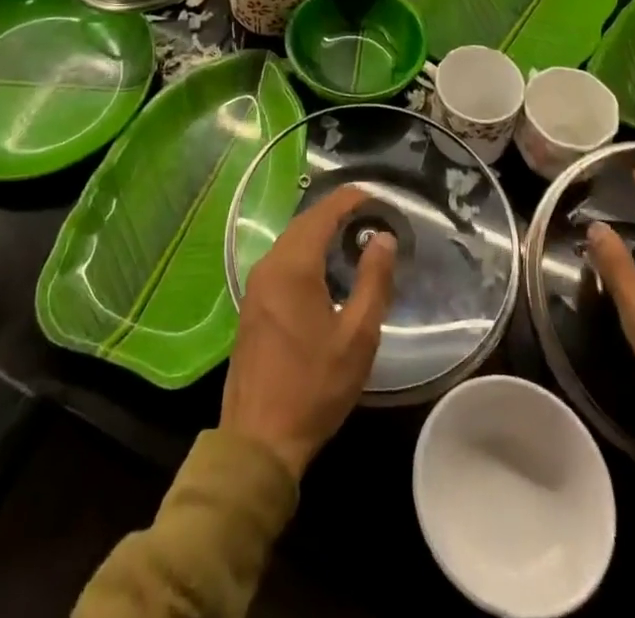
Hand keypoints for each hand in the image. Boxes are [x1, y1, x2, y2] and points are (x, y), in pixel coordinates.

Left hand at [221, 183, 396, 479]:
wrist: (258, 440)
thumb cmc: (314, 387)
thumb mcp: (357, 337)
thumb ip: (373, 282)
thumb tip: (383, 237)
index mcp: (293, 266)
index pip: (322, 214)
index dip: (348, 199)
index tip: (375, 195)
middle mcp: (269, 265)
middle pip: (303, 223)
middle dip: (335, 212)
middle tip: (369, 214)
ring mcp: (255, 285)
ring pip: (290, 241)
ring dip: (318, 231)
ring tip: (352, 236)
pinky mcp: (252, 304)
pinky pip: (281, 260)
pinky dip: (305, 251)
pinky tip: (324, 268)